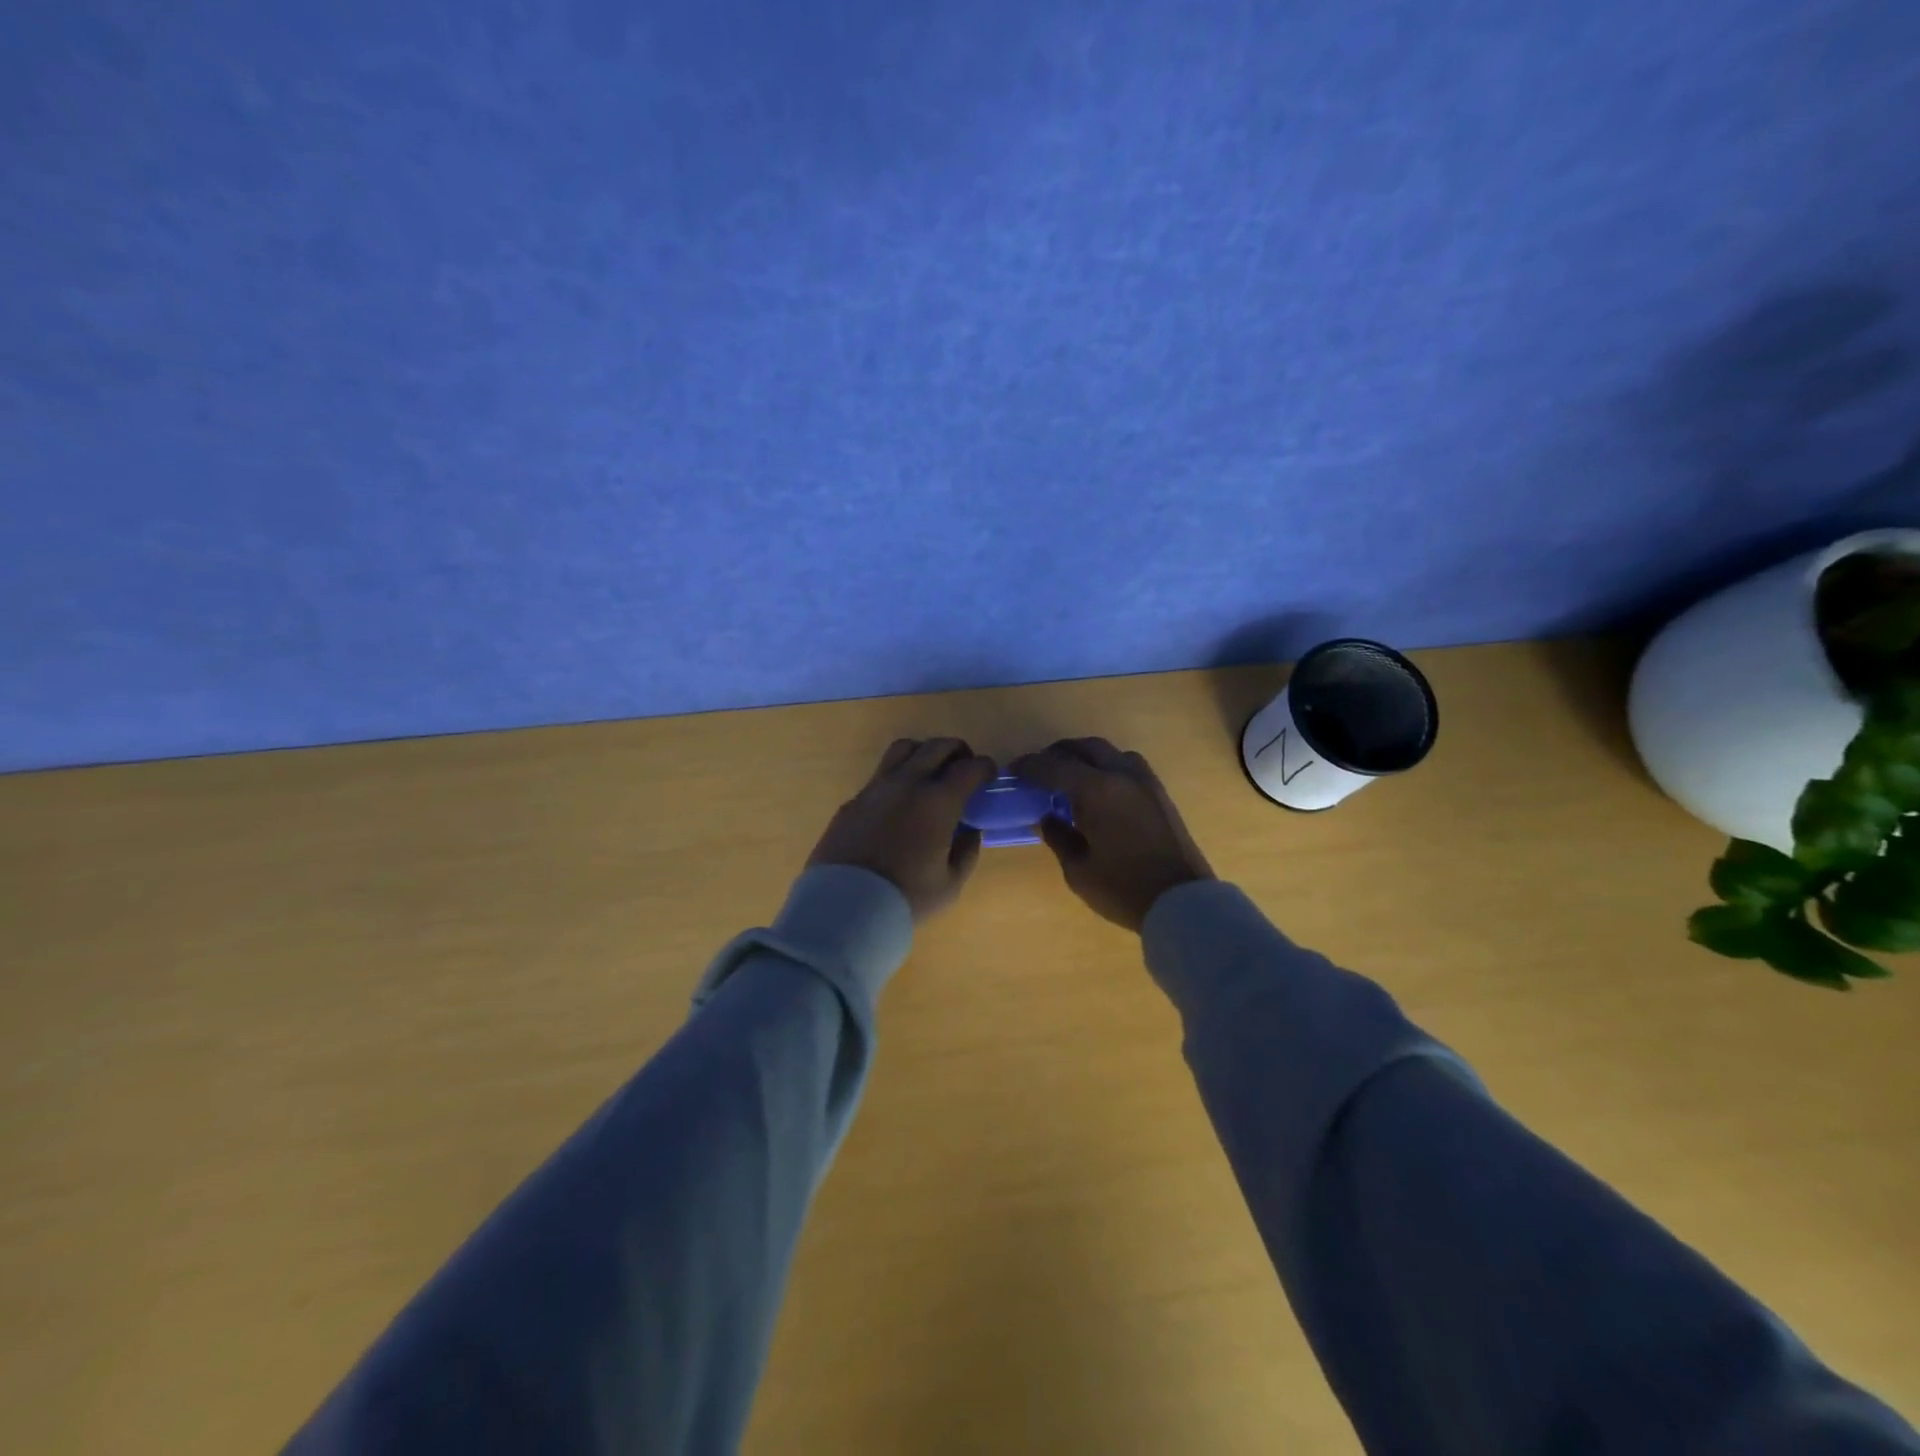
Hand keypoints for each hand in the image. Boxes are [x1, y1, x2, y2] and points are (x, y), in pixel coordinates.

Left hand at [808, 738, 998, 920]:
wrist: (845, 906)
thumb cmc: (906, 898)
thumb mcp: (951, 884)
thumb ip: (966, 851)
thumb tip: (968, 831)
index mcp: (938, 801)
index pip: (970, 767)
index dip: (985, 768)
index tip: (989, 777)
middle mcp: (908, 784)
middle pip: (937, 746)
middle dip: (957, 751)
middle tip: (963, 768)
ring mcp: (876, 788)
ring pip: (904, 749)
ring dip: (924, 753)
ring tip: (929, 773)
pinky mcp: (853, 800)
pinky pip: (880, 775)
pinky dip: (897, 777)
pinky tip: (899, 802)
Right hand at [1010, 738, 1214, 931]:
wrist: (1183, 901)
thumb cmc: (1124, 888)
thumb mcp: (1078, 870)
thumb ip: (1058, 837)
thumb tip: (1047, 817)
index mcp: (1097, 790)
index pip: (1054, 766)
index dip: (1030, 766)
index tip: (1013, 771)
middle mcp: (1122, 775)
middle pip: (1084, 748)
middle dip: (1057, 754)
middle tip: (1039, 770)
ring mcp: (1145, 782)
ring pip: (1110, 752)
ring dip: (1085, 757)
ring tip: (1069, 777)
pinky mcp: (1159, 793)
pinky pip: (1127, 766)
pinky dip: (1106, 767)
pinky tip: (1098, 790)